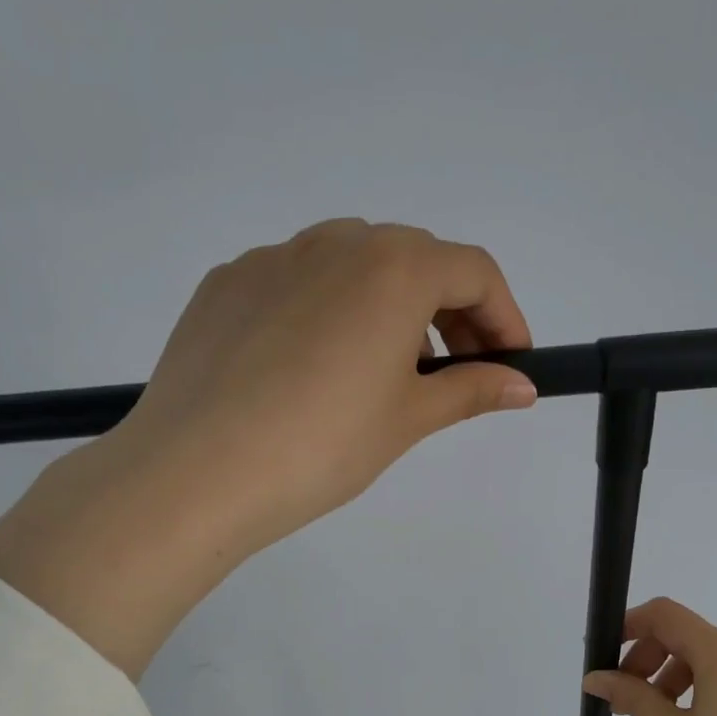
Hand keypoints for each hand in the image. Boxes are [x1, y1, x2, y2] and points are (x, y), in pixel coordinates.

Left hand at [0, 220, 536, 676]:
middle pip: (415, 259)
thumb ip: (471, 390)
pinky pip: (298, 282)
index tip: (511, 364)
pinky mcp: (226, 284)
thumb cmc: (322, 446)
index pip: (474, 272)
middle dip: (451, 310)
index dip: (504, 317)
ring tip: (385, 367)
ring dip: (389, 304)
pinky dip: (328, 310)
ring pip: (353, 264)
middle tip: (456, 369)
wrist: (195, 473)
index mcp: (392, 267)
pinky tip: (314, 367)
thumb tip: (522, 386)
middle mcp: (334, 242)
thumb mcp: (407, 419)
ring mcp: (272, 258)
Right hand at [584, 597, 716, 715]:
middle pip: (684, 635)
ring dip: (669, 676)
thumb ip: (634, 697)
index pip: (666, 615)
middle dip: (647, 659)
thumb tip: (593, 678)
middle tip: (623, 699)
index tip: (605, 655)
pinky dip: (697, 688)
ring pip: (705, 657)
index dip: (630, 625)